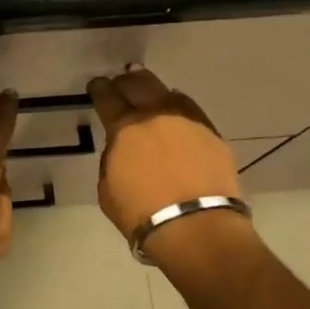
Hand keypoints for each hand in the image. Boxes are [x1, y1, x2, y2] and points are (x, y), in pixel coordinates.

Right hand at [88, 65, 242, 240]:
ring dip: (155, 90)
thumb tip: (122, 149)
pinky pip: (191, 111)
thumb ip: (113, 160)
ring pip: (168, 93)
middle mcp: (155, 116)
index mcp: (124, 129)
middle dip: (127, 81)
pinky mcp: (212, 134)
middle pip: (139, 85)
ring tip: (150, 91)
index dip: (99, 89)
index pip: (107, 98)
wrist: (195, 227)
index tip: (97, 85)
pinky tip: (177, 111)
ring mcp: (187, 122)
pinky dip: (180, 107)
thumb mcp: (108, 188)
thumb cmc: (141, 214)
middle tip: (122, 81)